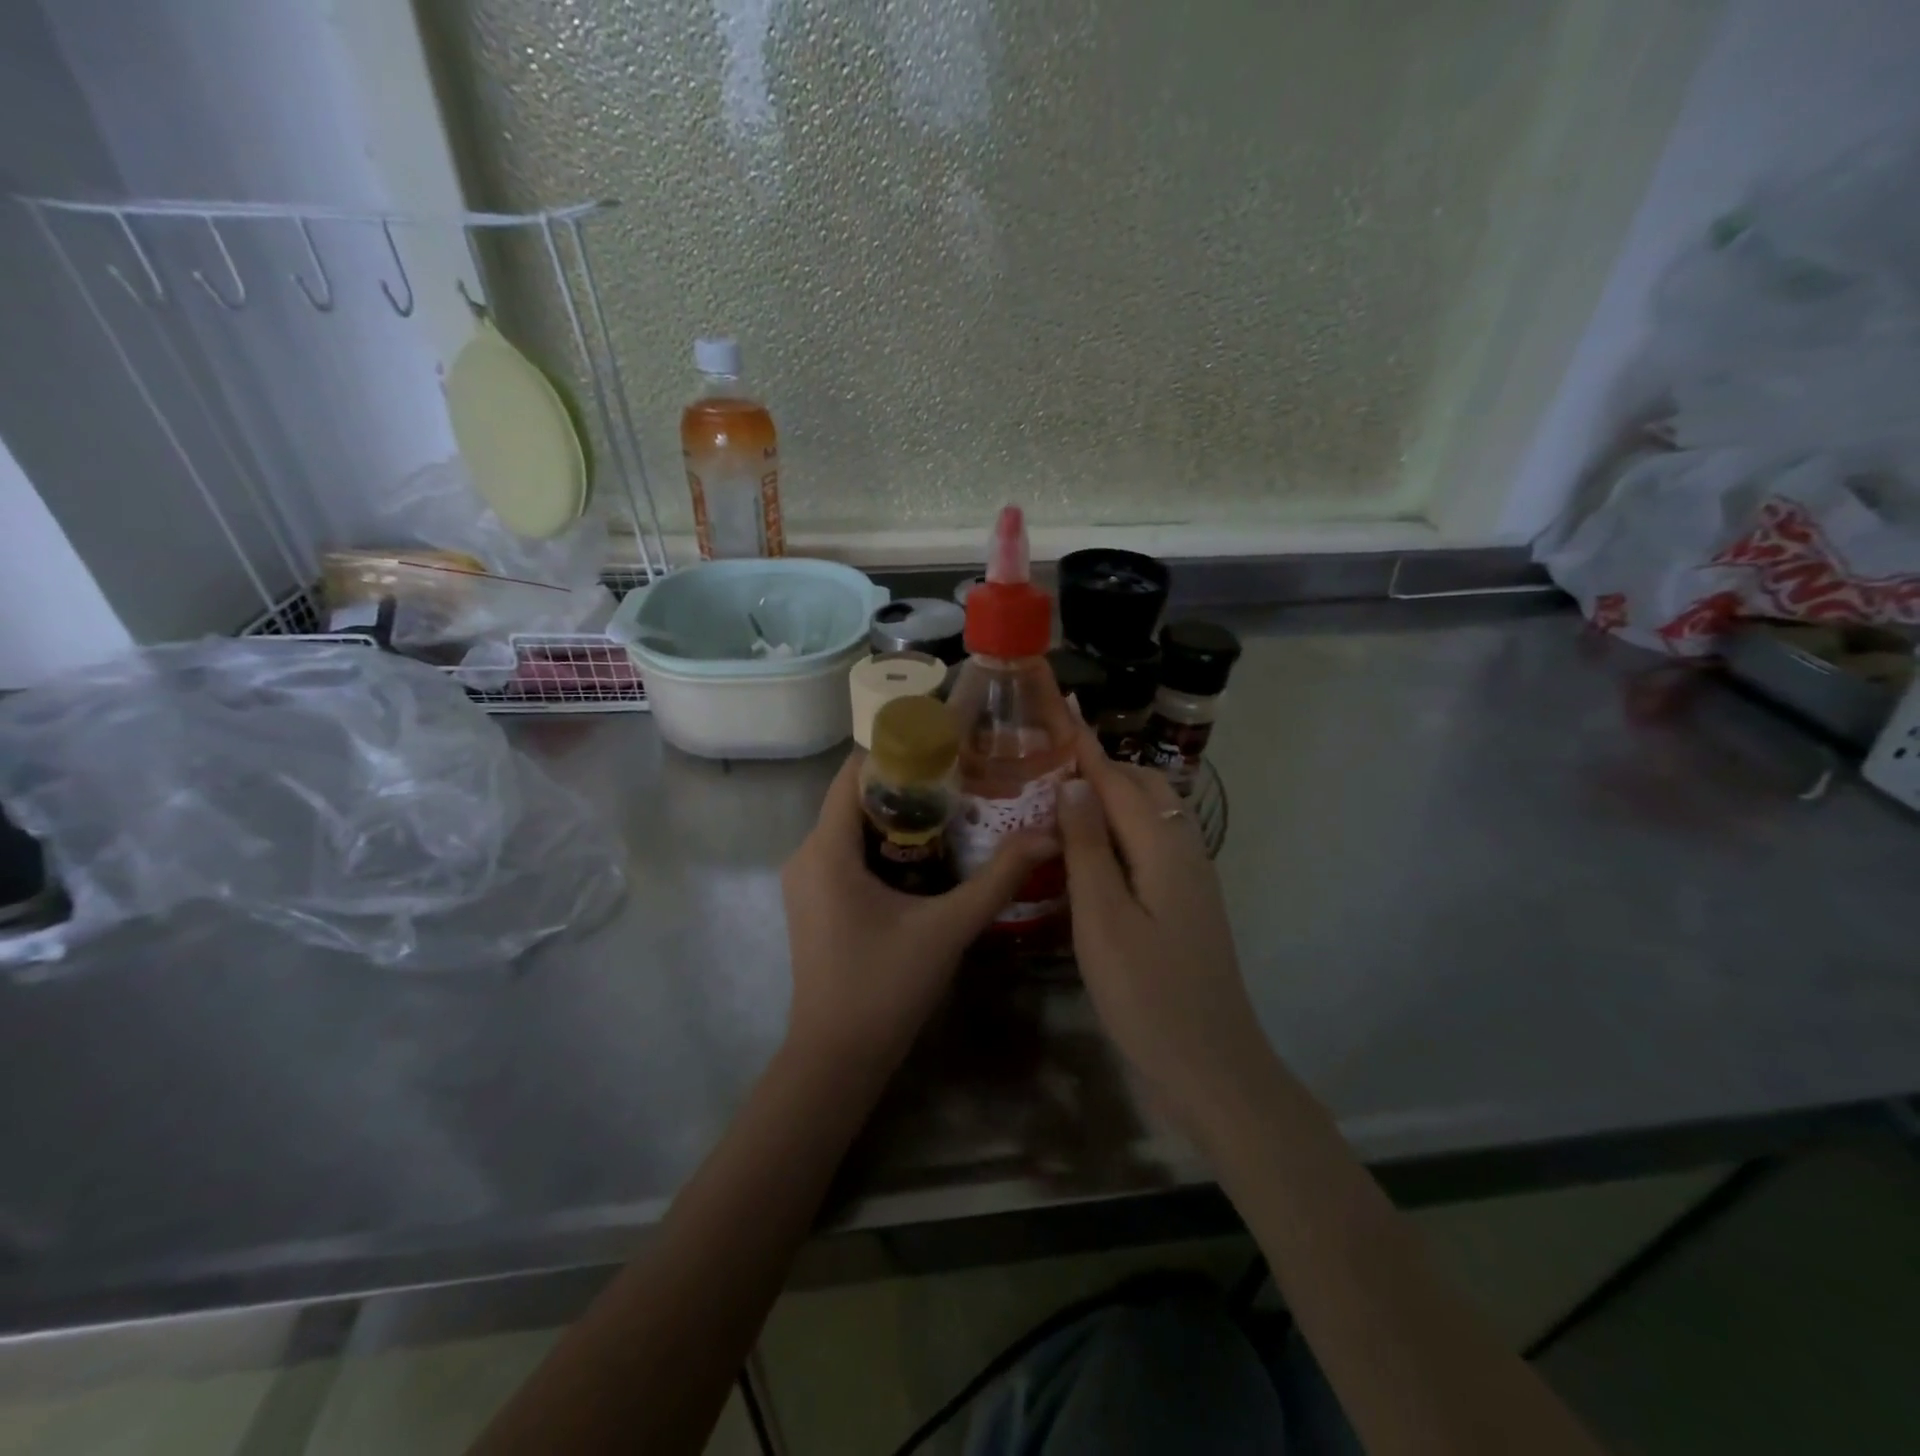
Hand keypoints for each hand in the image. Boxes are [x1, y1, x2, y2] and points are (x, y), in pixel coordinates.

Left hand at [781, 752, 1055, 1071]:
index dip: (899, 751)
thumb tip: (1047, 834)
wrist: (836, 1059)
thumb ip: (998, 879)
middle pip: (855, 796)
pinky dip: (883, 844)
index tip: (947, 745)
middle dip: (907, 784)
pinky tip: (926, 856)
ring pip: (851, 826)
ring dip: (897, 816)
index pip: (855, 772)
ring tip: (954, 809)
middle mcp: (806, 854)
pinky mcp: (814, 901)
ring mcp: (806, 880)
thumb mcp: (948, 928)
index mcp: (826, 849)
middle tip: (963, 777)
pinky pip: (846, 852)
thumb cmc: (885, 987)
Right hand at [1057, 727, 1273, 1130]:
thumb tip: (1073, 783)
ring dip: (1112, 796)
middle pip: (1143, 789)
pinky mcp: (1186, 904)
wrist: (1211, 1068)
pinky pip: (1152, 845)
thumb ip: (1088, 847)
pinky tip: (1093, 850)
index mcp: (1163, 848)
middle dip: (1100, 766)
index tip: (1059, 708)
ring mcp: (1191, 879)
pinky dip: (1121, 829)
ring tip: (1065, 798)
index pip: (1117, 780)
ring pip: (1151, 817)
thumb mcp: (1103, 919)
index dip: (1085, 747)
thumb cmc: (1147, 995)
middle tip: (1049, 762)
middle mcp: (1184, 851)